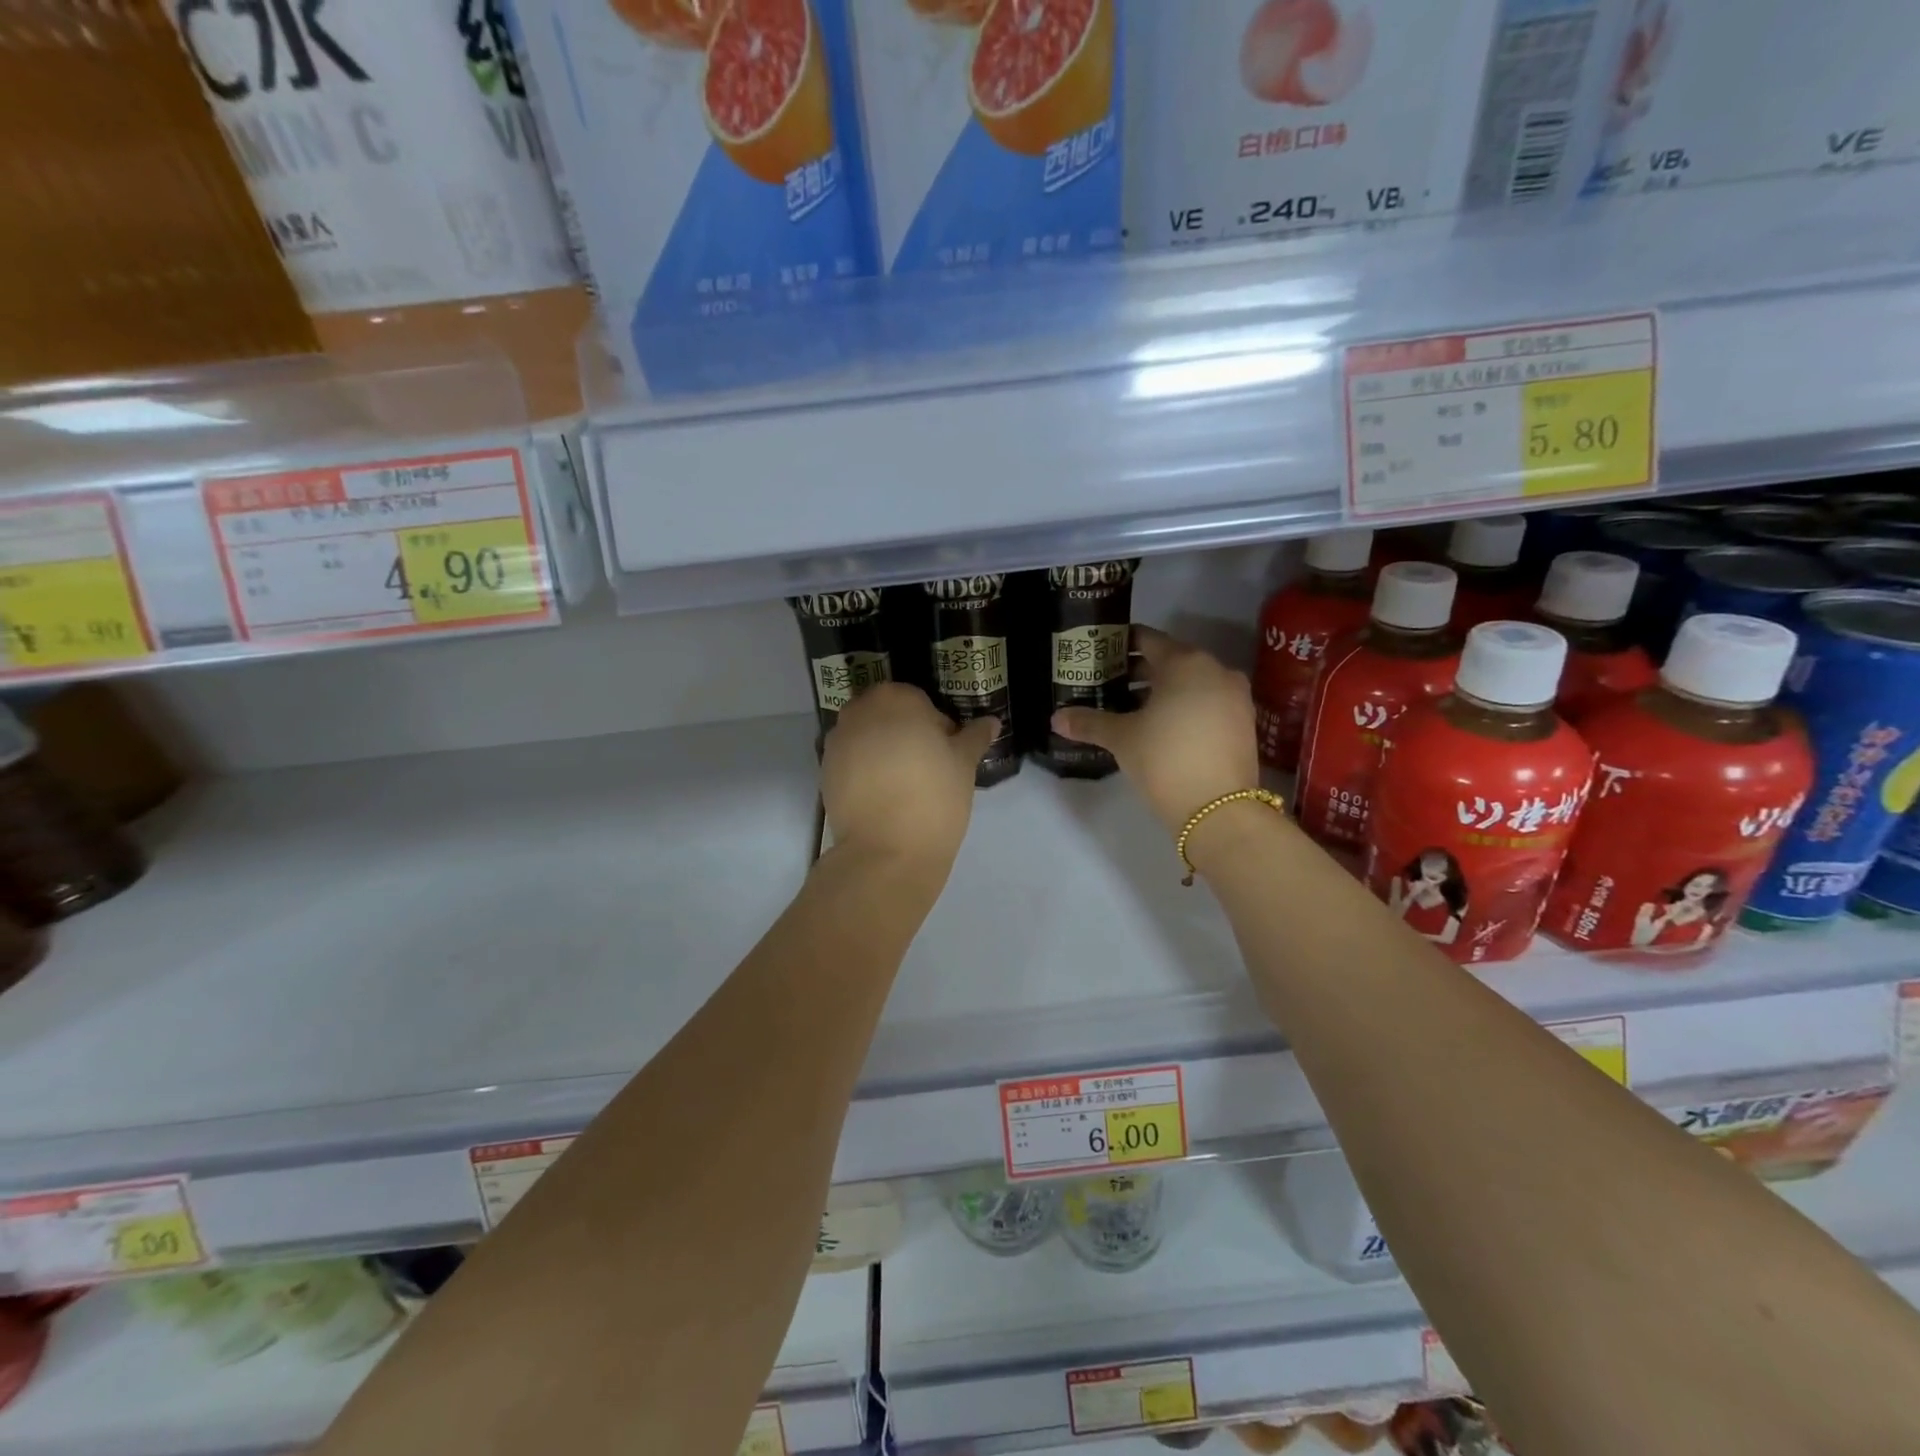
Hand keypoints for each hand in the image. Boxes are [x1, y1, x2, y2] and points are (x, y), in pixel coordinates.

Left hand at [821, 683, 996, 866]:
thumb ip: (974, 737)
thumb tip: (991, 722)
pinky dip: (865, 771)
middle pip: (888, 715)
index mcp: (896, 699)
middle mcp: (860, 711)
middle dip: (905, 734)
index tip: (947, 753)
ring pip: (867, 737)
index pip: (920, 701)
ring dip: (883, 751)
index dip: (936, 726)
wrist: (887, 850)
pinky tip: (883, 798)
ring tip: (904, 786)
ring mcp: (837, 742)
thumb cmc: (934, 796)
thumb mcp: (964, 764)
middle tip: (927, 768)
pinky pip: (851, 762)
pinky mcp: (824, 772)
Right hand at [1052, 626, 1260, 836]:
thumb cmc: (1165, 759)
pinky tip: (1161, 728)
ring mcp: (1235, 697)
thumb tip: (1056, 719)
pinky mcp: (1244, 723)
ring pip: (1191, 684)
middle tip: (1108, 685)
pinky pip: (1207, 703)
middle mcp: (1216, 670)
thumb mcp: (1121, 739)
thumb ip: (1089, 722)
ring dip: (1162, 692)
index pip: (1148, 639)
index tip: (1100, 654)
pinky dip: (1184, 708)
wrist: (1219, 811)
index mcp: (1185, 663)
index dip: (1121, 645)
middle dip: (1139, 672)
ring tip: (1130, 710)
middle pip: (1170, 661)